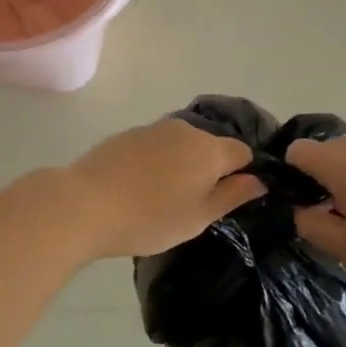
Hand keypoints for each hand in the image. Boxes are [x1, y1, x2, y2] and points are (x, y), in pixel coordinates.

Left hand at [64, 119, 264, 259]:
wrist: (85, 203)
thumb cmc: (150, 217)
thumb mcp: (199, 217)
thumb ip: (232, 195)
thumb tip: (259, 179)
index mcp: (210, 149)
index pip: (243, 153)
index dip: (244, 174)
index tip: (230, 199)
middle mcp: (186, 129)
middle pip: (211, 147)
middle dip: (210, 170)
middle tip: (195, 206)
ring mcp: (154, 129)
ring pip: (182, 146)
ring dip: (182, 166)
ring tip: (164, 199)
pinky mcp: (128, 135)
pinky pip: (156, 147)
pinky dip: (157, 163)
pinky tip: (140, 188)